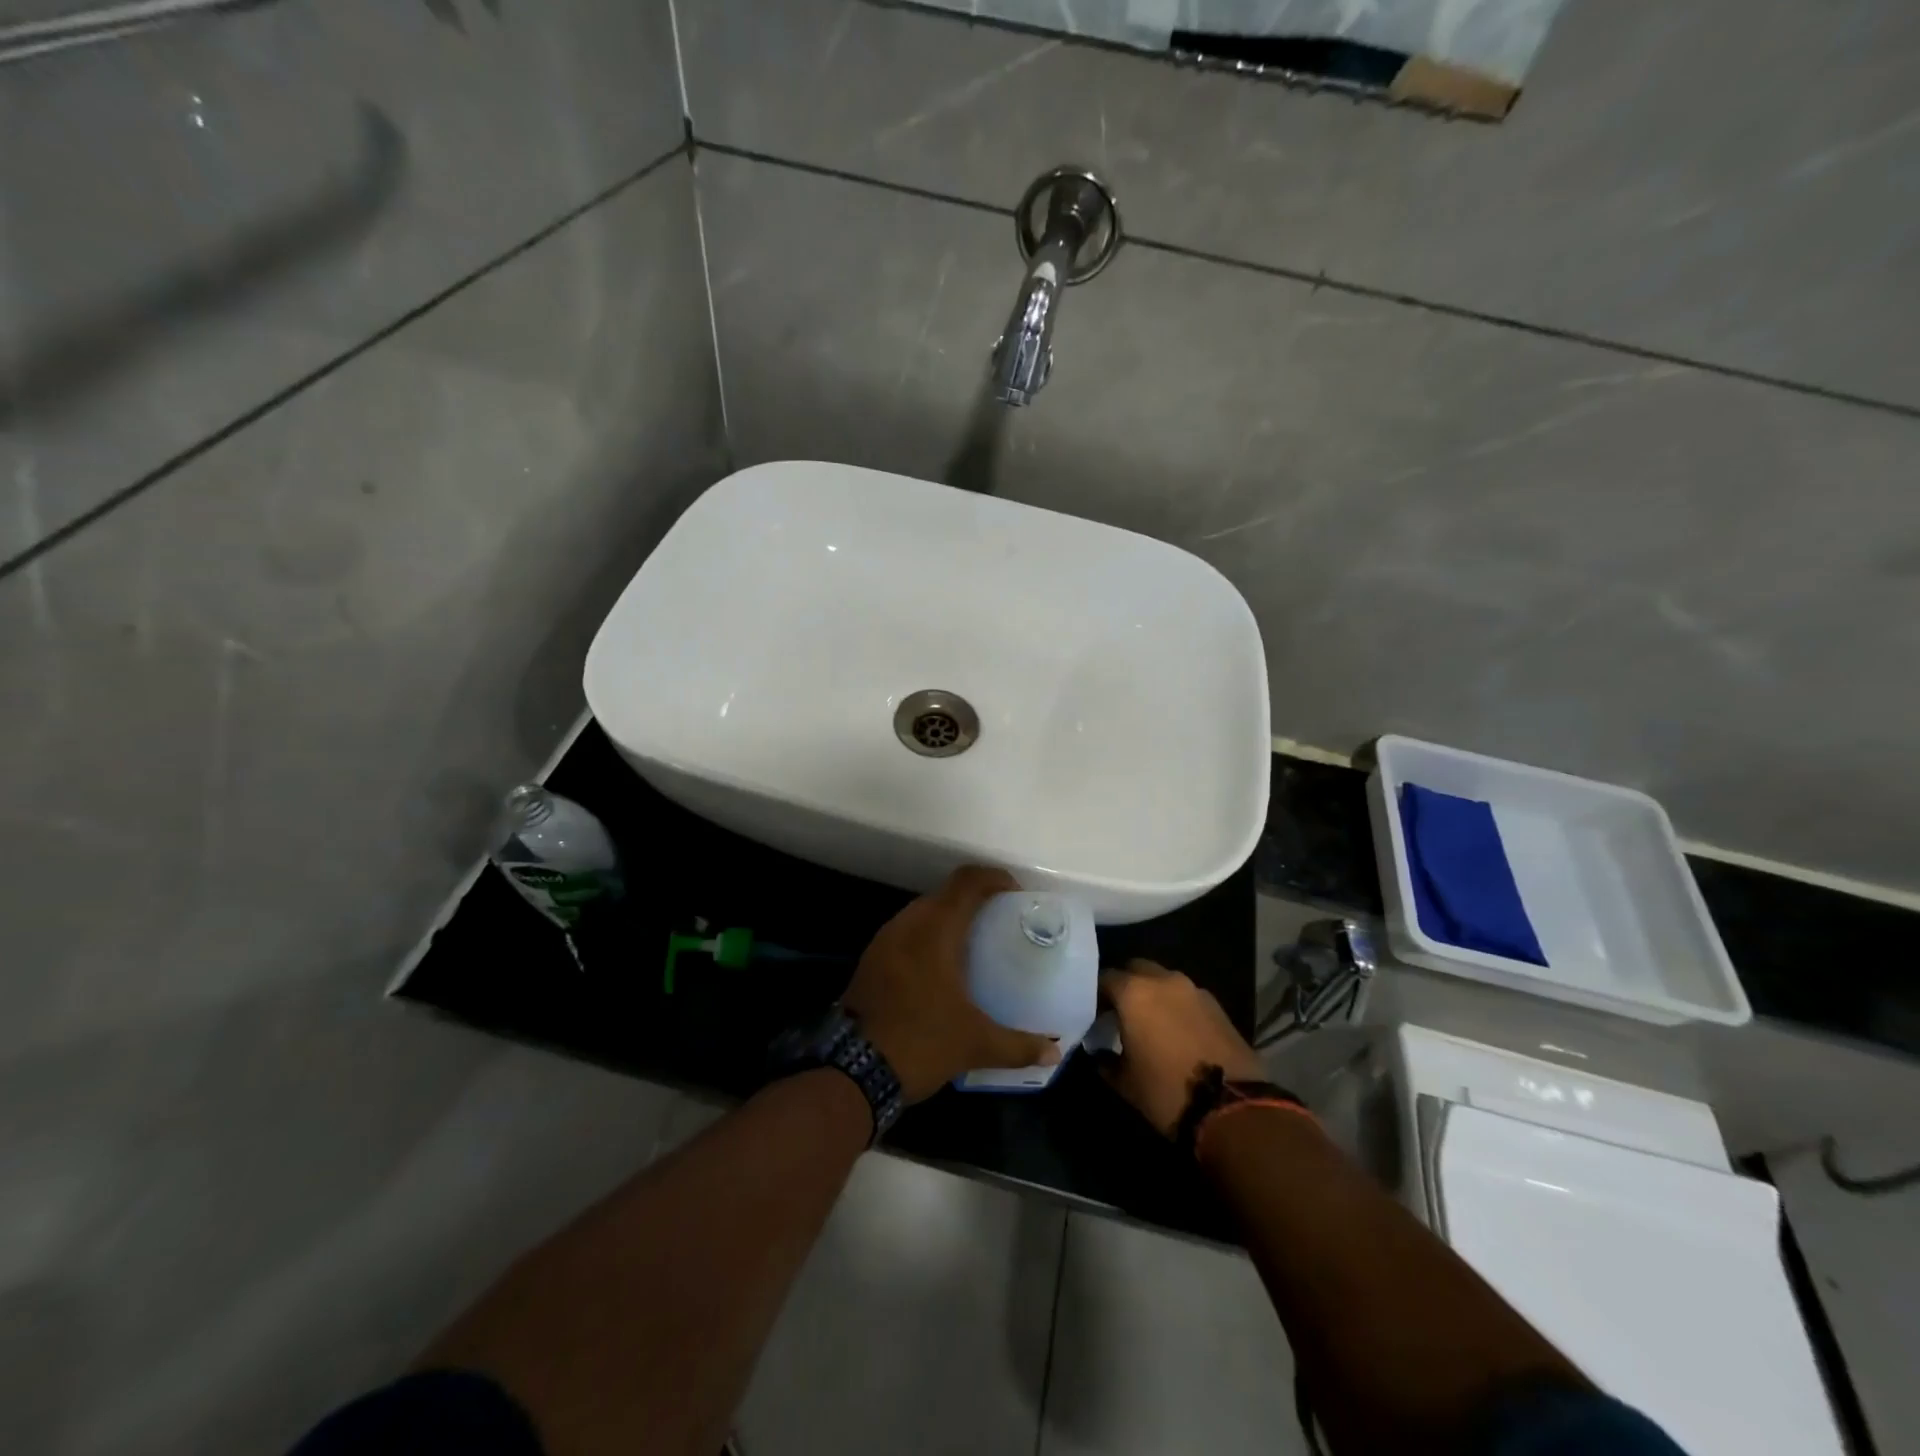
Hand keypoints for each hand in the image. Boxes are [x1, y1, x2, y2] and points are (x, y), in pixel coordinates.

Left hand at [843, 866, 1060, 1101]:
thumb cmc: (921, 1042)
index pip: (967, 881)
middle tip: (1000, 922)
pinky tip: (941, 968)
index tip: (1016, 894)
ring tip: (974, 944)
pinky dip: (927, 937)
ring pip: (922, 913)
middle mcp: (907, 924)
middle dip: (974, 900)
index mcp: (935, 929)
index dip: (994, 878)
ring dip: (948, 918)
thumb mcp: (975, 1044)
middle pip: (945, 894)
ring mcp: (884, 941)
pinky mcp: (871, 960)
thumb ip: (1018, 1045)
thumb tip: (1054, 1051)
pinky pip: (906, 933)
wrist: (853, 1072)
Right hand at [1097, 961, 1264, 1137]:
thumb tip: (1100, 1052)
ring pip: (1164, 980)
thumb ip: (1105, 1060)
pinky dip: (1176, 1006)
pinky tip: (1175, 1030)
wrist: (1233, 1108)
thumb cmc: (1167, 1092)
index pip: (1104, 977)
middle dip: (1125, 984)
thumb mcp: (1125, 1082)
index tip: (1092, 1012)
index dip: (1095, 993)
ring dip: (1153, 993)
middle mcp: (1164, 981)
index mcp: (1134, 993)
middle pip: (1136, 968)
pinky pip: (1186, 996)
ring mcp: (1194, 990)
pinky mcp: (1217, 1005)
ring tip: (1149, 1022)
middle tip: (1119, 1012)